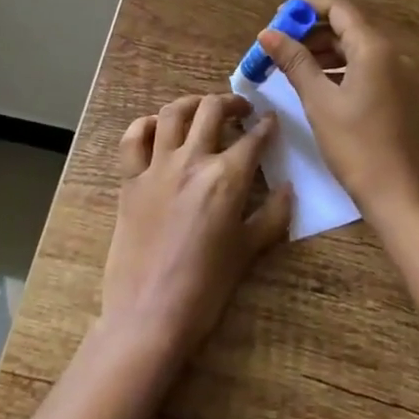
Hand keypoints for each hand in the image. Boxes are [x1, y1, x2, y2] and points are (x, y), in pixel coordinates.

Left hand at [101, 93, 292, 361]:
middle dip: (231, 103)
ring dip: (192, 103)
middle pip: (212, 110)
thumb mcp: (248, 251)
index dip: (267, 126)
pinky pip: (133, 138)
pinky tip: (156, 128)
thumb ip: (273, 215)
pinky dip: (145, 125)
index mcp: (227, 177)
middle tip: (241, 110)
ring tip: (202, 108)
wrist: (149, 316)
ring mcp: (157, 167)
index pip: (254, 139)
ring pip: (173, 113)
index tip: (271, 121)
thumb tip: (288, 188)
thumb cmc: (206, 288)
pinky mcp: (130, 180)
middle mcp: (192, 161)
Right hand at [258, 0, 418, 227]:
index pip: (339, 8)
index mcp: (374, 48)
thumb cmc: (357, 147)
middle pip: (347, 26)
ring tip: (290, 66)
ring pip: (355, 48)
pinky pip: (365, 67)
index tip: (278, 19)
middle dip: (311, 32)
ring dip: (323, 51)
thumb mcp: (319, 102)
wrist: (401, 198)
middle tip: (278, 47)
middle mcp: (391, 53)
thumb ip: (294, 62)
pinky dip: (339, 68)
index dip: (306, 8)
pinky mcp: (398, 95)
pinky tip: (316, 85)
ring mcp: (398, 75)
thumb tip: (268, 32)